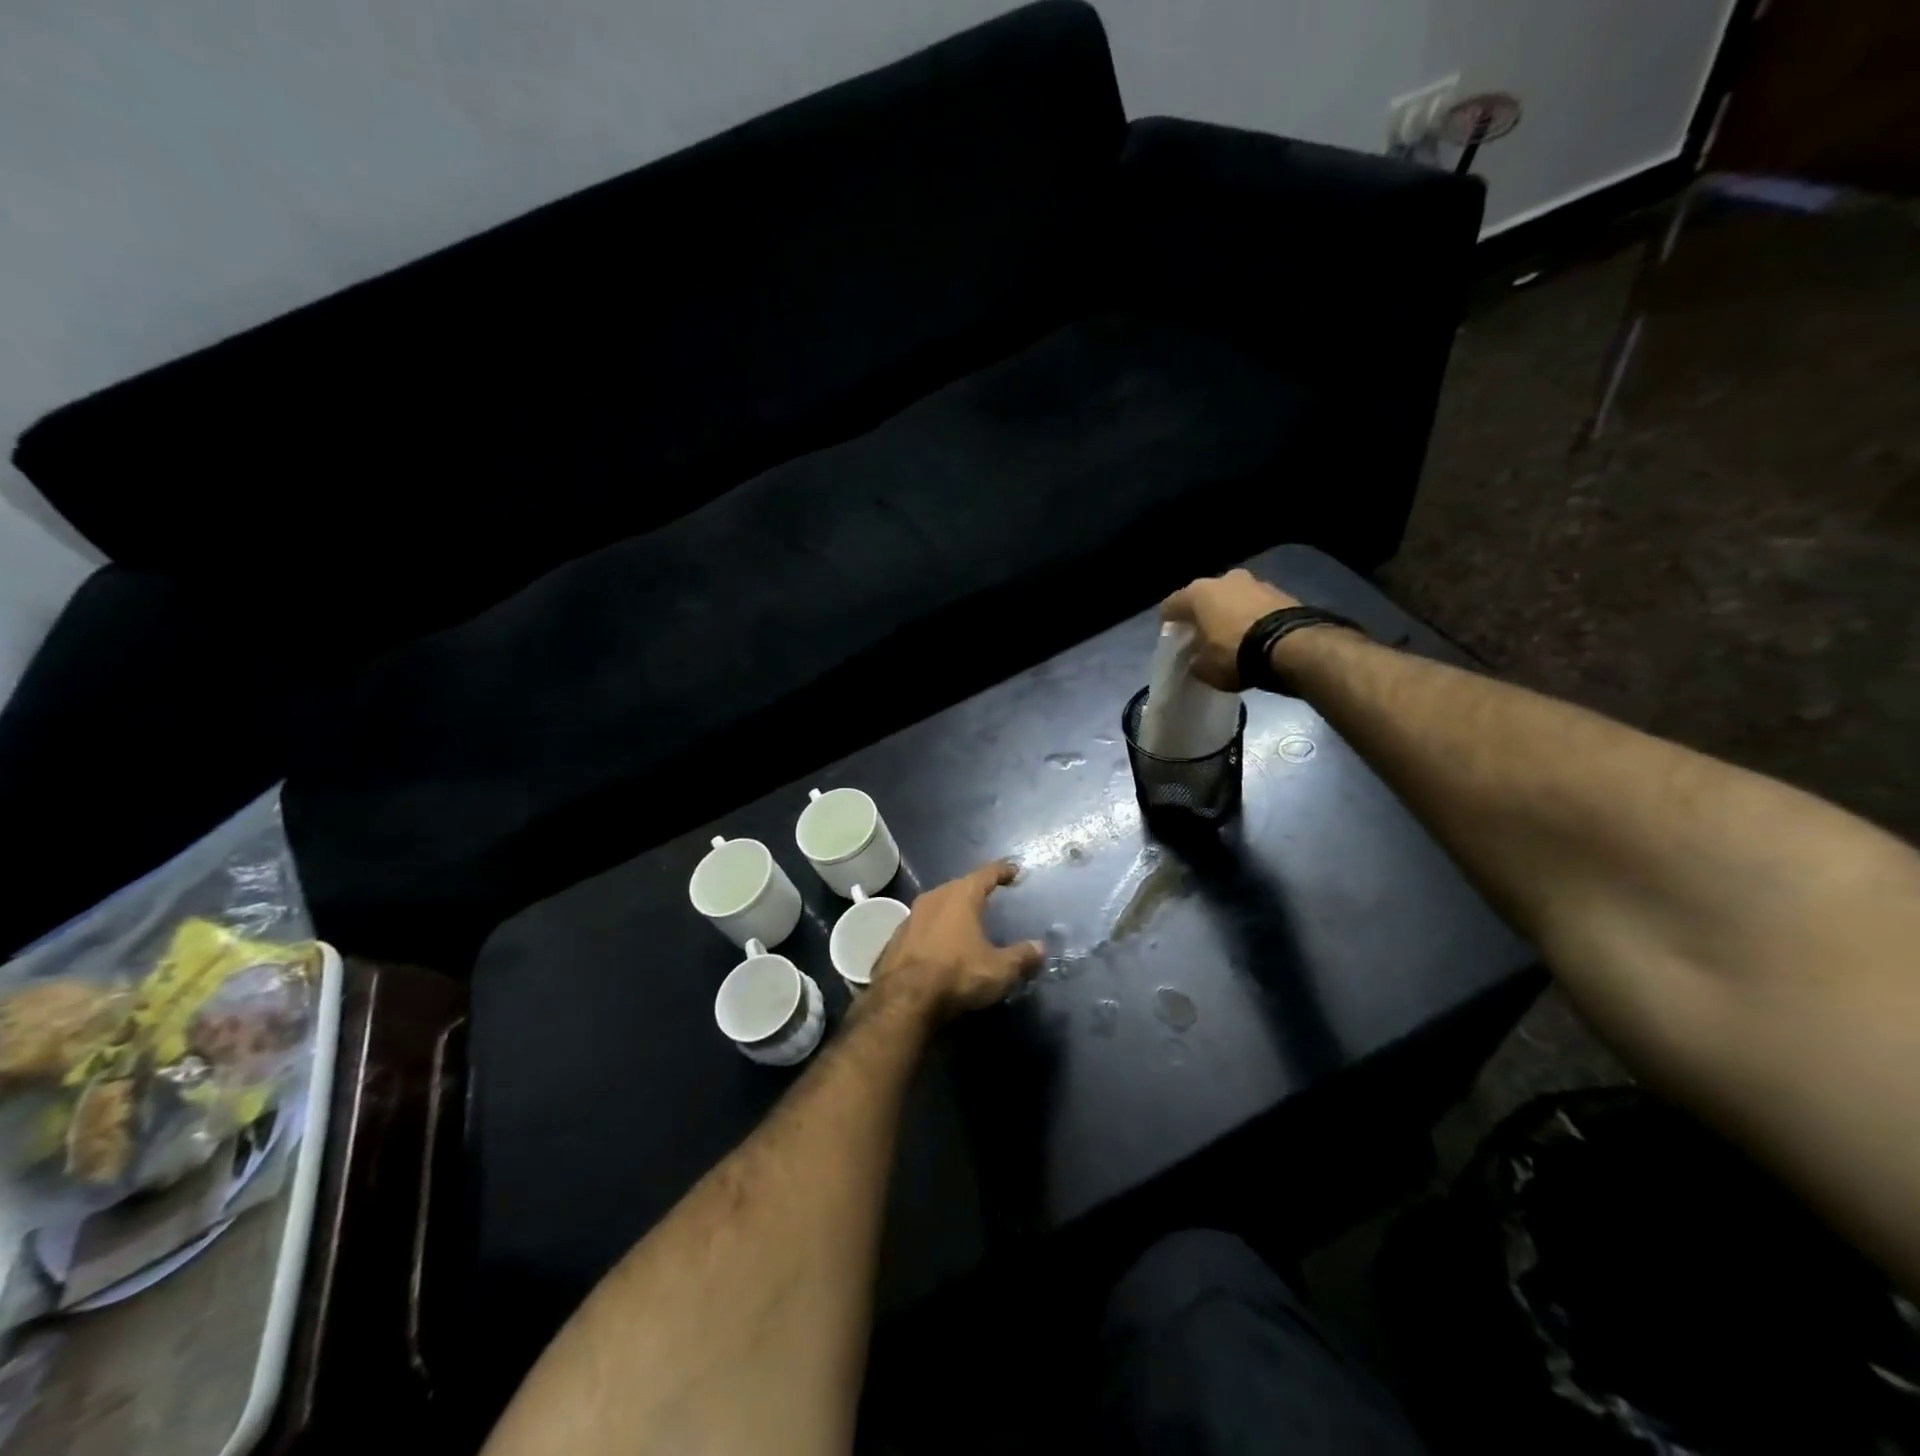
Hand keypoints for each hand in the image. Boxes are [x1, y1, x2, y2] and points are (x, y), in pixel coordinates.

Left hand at [872, 862, 1042, 1020]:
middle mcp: (934, 897)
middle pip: (959, 886)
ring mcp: (911, 916)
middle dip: (975, 890)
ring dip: (953, 910)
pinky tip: (941, 944)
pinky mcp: (896, 937)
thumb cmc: (957, 975)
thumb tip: (1040, 948)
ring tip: (966, 920)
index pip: (986, 874)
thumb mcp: (999, 970)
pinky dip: (936, 929)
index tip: (1014, 869)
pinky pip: (923, 925)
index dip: (1002, 870)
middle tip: (991, 896)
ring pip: (938, 904)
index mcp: (961, 896)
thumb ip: (1022, 957)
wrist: (903, 1000)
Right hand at [1159, 570, 1301, 689]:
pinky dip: (1253, 617)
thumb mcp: (1205, 669)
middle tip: (1204, 635)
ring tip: (1233, 636)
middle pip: (1205, 597)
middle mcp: (1224, 579)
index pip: (1171, 605)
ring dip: (1230, 613)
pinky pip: (1257, 605)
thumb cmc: (1235, 654)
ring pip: (1233, 598)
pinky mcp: (1282, 592)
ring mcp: (1255, 582)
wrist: (1292, 646)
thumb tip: (1196, 659)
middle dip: (1203, 614)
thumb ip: (1195, 661)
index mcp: (1197, 593)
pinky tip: (1255, 636)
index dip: (1169, 623)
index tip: (1173, 638)